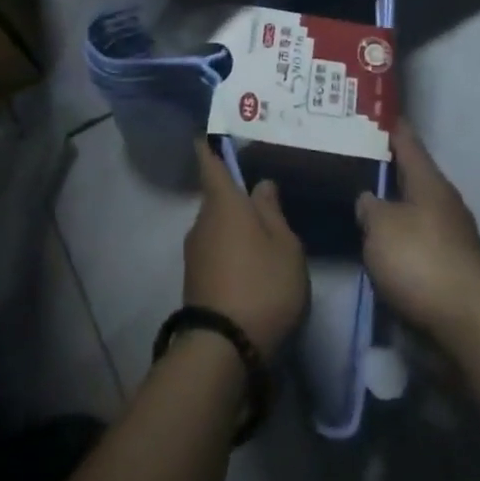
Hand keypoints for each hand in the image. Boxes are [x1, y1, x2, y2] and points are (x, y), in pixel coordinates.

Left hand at [184, 142, 308, 353]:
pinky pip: (215, 251)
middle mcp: (201, 220)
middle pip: (217, 197)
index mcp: (223, 202)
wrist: (223, 350)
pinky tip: (252, 266)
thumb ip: (273, 211)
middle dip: (236, 196)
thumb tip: (260, 185)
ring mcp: (194, 252)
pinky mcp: (194, 281)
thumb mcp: (285, 246)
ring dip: (235, 228)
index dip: (210, 144)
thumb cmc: (262, 284)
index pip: (209, 161)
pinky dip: (231, 251)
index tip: (212, 131)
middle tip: (264, 196)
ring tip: (264, 235)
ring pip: (217, 226)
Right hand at [357, 125, 479, 345]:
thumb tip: (369, 200)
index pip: (408, 142)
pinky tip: (384, 250)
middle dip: (389, 172)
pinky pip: (421, 243)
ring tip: (366, 209)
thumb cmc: (420, 261)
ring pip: (417, 212)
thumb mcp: (380, 227)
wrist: (467, 324)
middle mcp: (446, 203)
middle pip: (414, 177)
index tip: (374, 114)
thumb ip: (370, 207)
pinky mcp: (455, 270)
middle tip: (358, 164)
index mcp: (430, 182)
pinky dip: (403, 242)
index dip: (390, 127)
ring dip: (396, 210)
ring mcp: (455, 238)